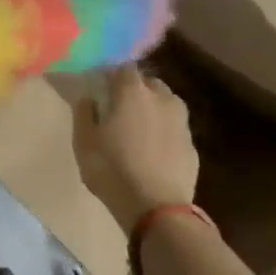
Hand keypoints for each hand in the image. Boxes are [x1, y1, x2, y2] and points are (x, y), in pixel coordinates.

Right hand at [73, 66, 199, 233]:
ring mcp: (181, 120)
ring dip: (151, 110)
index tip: (99, 86)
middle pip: (147, 83)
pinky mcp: (192, 144)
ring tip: (136, 129)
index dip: (109, 74)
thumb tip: (88, 97)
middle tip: (117, 108)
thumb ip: (84, 113)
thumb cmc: (112, 170)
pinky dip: (162, 132)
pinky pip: (173, 129)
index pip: (121, 68)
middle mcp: (162, 97)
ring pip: (164, 104)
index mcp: (132, 91)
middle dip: (133, 90)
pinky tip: (152, 150)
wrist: (156, 207)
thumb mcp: (84, 142)